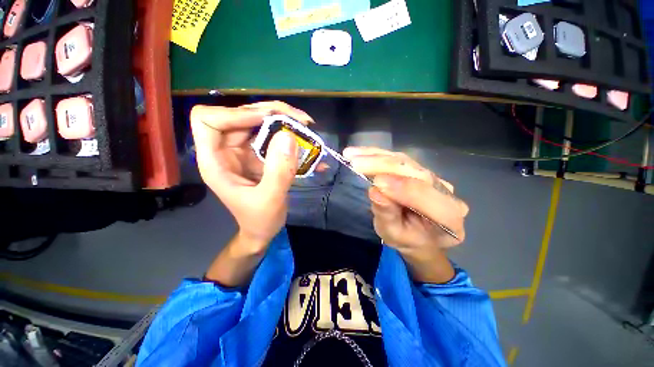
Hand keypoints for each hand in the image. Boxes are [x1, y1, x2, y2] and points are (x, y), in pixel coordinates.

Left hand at [190, 101, 313, 253]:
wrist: (263, 230)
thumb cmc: (260, 220)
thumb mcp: (270, 199)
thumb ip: (279, 171)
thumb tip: (289, 136)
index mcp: (216, 161)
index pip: (208, 120)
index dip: (235, 114)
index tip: (268, 120)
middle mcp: (227, 150)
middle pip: (241, 115)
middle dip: (271, 112)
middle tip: (301, 120)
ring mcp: (244, 151)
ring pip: (259, 122)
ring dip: (284, 121)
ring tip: (307, 126)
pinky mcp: (260, 155)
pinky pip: (273, 136)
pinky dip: (291, 136)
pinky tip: (309, 144)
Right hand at [344, 147, 468, 282]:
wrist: (417, 235)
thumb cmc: (406, 240)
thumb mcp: (394, 234)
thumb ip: (387, 215)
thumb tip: (375, 191)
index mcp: (449, 218)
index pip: (428, 197)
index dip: (402, 187)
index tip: (376, 182)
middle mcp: (446, 193)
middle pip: (416, 173)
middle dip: (384, 166)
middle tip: (356, 163)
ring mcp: (434, 178)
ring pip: (405, 161)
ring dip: (377, 156)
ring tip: (353, 154)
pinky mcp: (419, 170)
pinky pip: (399, 158)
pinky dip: (378, 154)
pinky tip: (361, 152)